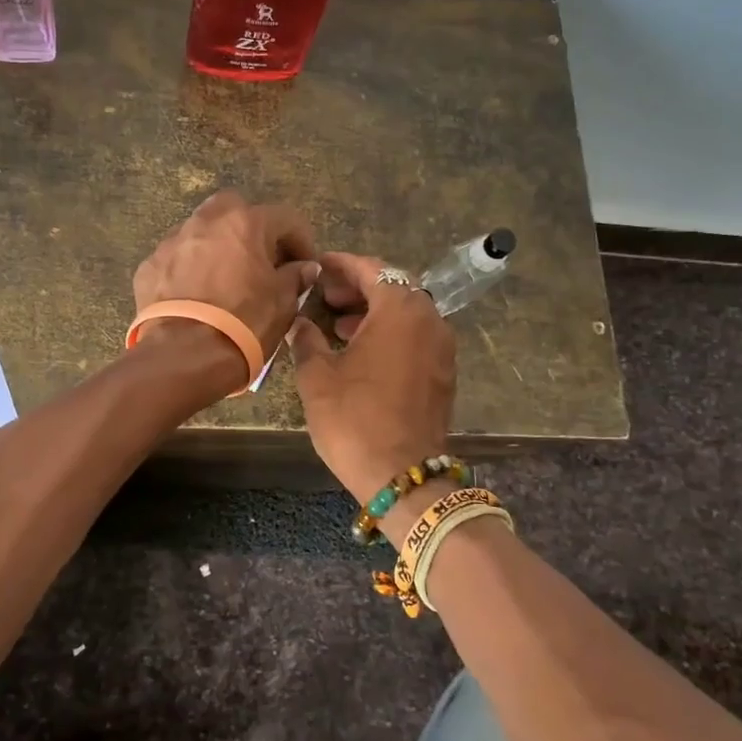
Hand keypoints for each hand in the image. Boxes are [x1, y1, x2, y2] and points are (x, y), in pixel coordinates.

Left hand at [133, 191, 318, 390]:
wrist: (183, 356)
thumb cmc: (244, 324)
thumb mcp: (282, 303)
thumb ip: (294, 277)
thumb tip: (303, 268)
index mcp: (244, 223)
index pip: (285, 218)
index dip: (301, 241)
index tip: (305, 265)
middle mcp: (206, 222)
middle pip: (234, 209)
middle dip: (251, 229)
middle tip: (261, 260)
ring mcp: (172, 242)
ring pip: (200, 232)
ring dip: (217, 247)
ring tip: (226, 278)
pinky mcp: (149, 266)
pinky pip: (176, 259)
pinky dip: (189, 269)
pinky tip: (196, 295)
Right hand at [289, 252, 456, 503]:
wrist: (402, 475)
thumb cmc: (354, 419)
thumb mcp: (317, 376)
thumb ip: (306, 339)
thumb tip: (297, 321)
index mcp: (400, 310)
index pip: (372, 269)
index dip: (341, 265)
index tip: (318, 266)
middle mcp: (429, 319)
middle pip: (394, 287)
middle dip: (358, 287)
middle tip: (325, 296)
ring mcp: (442, 346)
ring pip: (407, 311)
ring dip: (374, 310)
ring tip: (338, 323)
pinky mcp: (444, 371)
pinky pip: (416, 335)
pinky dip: (391, 331)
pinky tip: (362, 349)